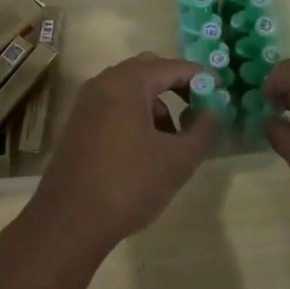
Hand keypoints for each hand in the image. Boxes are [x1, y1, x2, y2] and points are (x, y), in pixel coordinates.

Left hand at [14, 54, 213, 268]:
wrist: (69, 221)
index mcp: (127, 83)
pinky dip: (135, 114)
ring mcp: (86, 103)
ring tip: (174, 137)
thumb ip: (202, 131)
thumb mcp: (178, 160)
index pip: (171, 66)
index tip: (220, 90)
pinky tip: (146, 148)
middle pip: (147, 70)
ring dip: (156, 103)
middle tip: (198, 107)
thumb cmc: (129, 184)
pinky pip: (113, 105)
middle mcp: (103, 83)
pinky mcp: (78, 124)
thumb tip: (212, 113)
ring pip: (129, 89)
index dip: (199, 76)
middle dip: (176, 85)